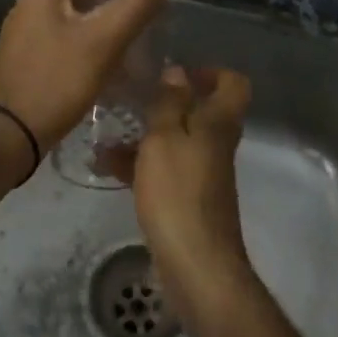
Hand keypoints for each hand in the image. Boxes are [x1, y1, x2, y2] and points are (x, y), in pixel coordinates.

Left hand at [0, 0, 174, 158]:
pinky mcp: (13, 66)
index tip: (134, 11)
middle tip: (128, 38)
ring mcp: (14, 39)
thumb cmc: (59, 81)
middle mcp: (23, 9)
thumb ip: (136, 4)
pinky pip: (50, 50)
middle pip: (71, 1)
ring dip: (88, 37)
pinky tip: (87, 79)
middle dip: (101, 14)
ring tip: (114, 61)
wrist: (8, 134)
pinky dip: (72, 56)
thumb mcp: (105, 41)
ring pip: (61, 27)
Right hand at [132, 65, 254, 331]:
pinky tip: (106, 168)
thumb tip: (178, 71)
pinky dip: (140, 166)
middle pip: (199, 112)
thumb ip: (169, 103)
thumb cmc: (178, 193)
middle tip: (131, 100)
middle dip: (164, 104)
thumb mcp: (165, 139)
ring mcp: (203, 174)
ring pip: (176, 142)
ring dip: (144, 137)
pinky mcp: (187, 200)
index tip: (176, 73)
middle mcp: (215, 144)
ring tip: (103, 139)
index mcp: (218, 123)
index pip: (233, 84)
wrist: (196, 264)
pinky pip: (164, 170)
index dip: (210, 72)